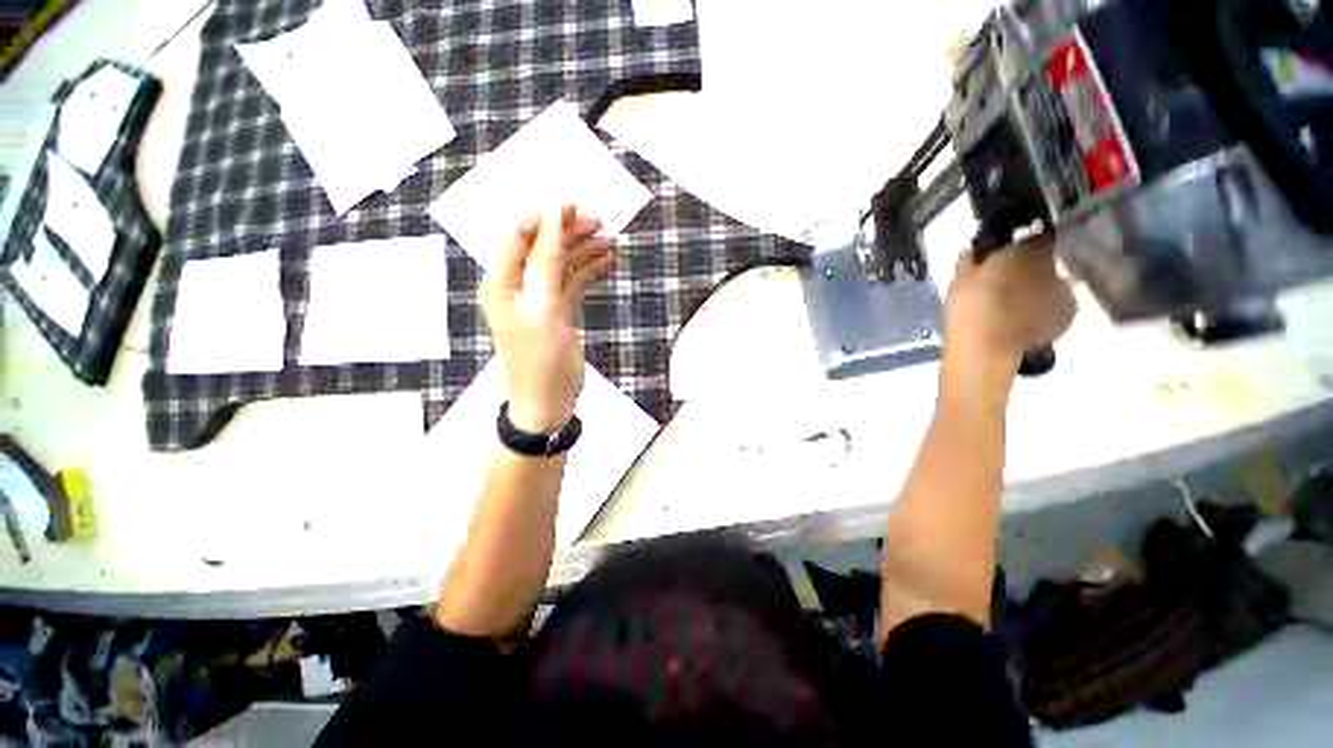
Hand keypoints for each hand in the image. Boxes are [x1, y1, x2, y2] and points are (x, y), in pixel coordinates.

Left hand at [481, 206, 614, 433]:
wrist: (549, 402)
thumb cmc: (541, 360)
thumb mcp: (543, 309)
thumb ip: (546, 263)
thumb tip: (554, 217)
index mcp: (503, 282)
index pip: (517, 236)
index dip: (543, 219)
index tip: (572, 206)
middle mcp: (519, 286)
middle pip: (543, 248)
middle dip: (569, 233)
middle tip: (601, 223)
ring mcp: (541, 299)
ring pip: (561, 265)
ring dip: (584, 251)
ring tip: (611, 240)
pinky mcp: (559, 311)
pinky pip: (572, 283)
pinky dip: (588, 271)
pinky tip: (607, 260)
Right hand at [944, 236, 1076, 372]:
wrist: (986, 348)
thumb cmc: (969, 307)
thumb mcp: (959, 280)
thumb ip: (970, 263)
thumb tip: (972, 251)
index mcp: (1028, 250)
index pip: (1033, 237)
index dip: (1018, 244)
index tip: (1001, 255)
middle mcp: (1055, 265)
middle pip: (1043, 262)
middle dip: (1026, 270)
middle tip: (1002, 284)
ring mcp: (1065, 292)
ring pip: (1050, 284)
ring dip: (1034, 290)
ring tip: (1010, 306)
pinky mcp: (1067, 317)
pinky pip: (1054, 307)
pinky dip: (1041, 311)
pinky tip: (1021, 321)